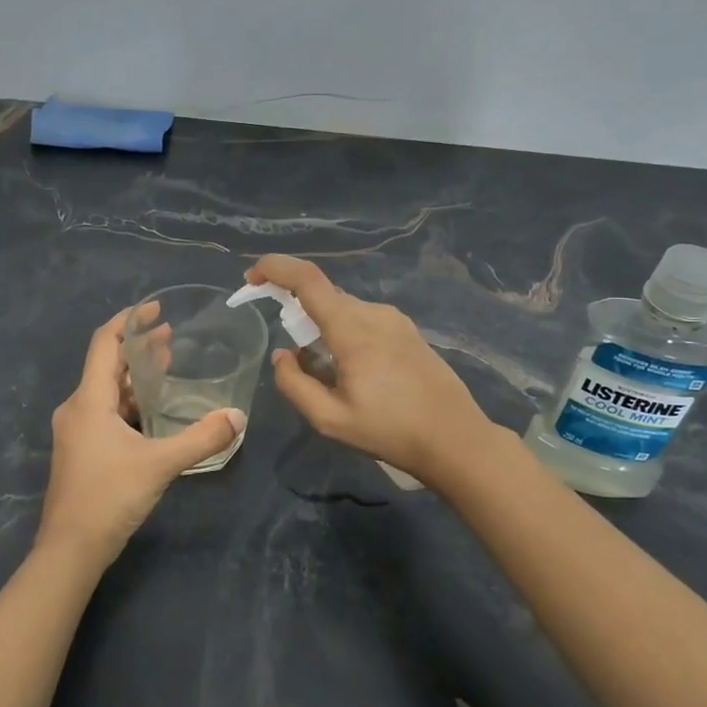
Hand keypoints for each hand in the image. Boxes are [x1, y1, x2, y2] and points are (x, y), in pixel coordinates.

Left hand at [38, 308, 244, 573]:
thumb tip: (238, 417)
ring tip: (167, 366)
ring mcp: (76, 431)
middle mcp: (77, 409)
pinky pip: (106, 411)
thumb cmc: (109, 497)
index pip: (104, 343)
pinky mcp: (81, 450)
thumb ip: (201, 438)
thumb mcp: (160, 465)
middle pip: (106, 364)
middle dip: (138, 347)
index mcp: (89, 401)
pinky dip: (129, 401)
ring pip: (106, 390)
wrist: (70, 550)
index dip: (129, 320)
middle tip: (172, 337)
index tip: (156, 308)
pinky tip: (154, 409)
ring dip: (135, 375)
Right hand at [247, 255, 492, 489]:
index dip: (275, 268)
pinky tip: (352, 371)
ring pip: (344, 308)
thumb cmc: (390, 431)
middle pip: (323, 295)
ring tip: (325, 373)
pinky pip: (363, 320)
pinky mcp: (407, 331)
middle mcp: (373, 313)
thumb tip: (283, 355)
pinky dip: (343, 332)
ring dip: (322, 326)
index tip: (251, 277)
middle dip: (296, 310)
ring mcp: (395, 320)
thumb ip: (295, 384)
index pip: (307, 279)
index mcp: (352, 329)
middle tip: (291, 353)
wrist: (455, 438)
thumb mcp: (330, 420)